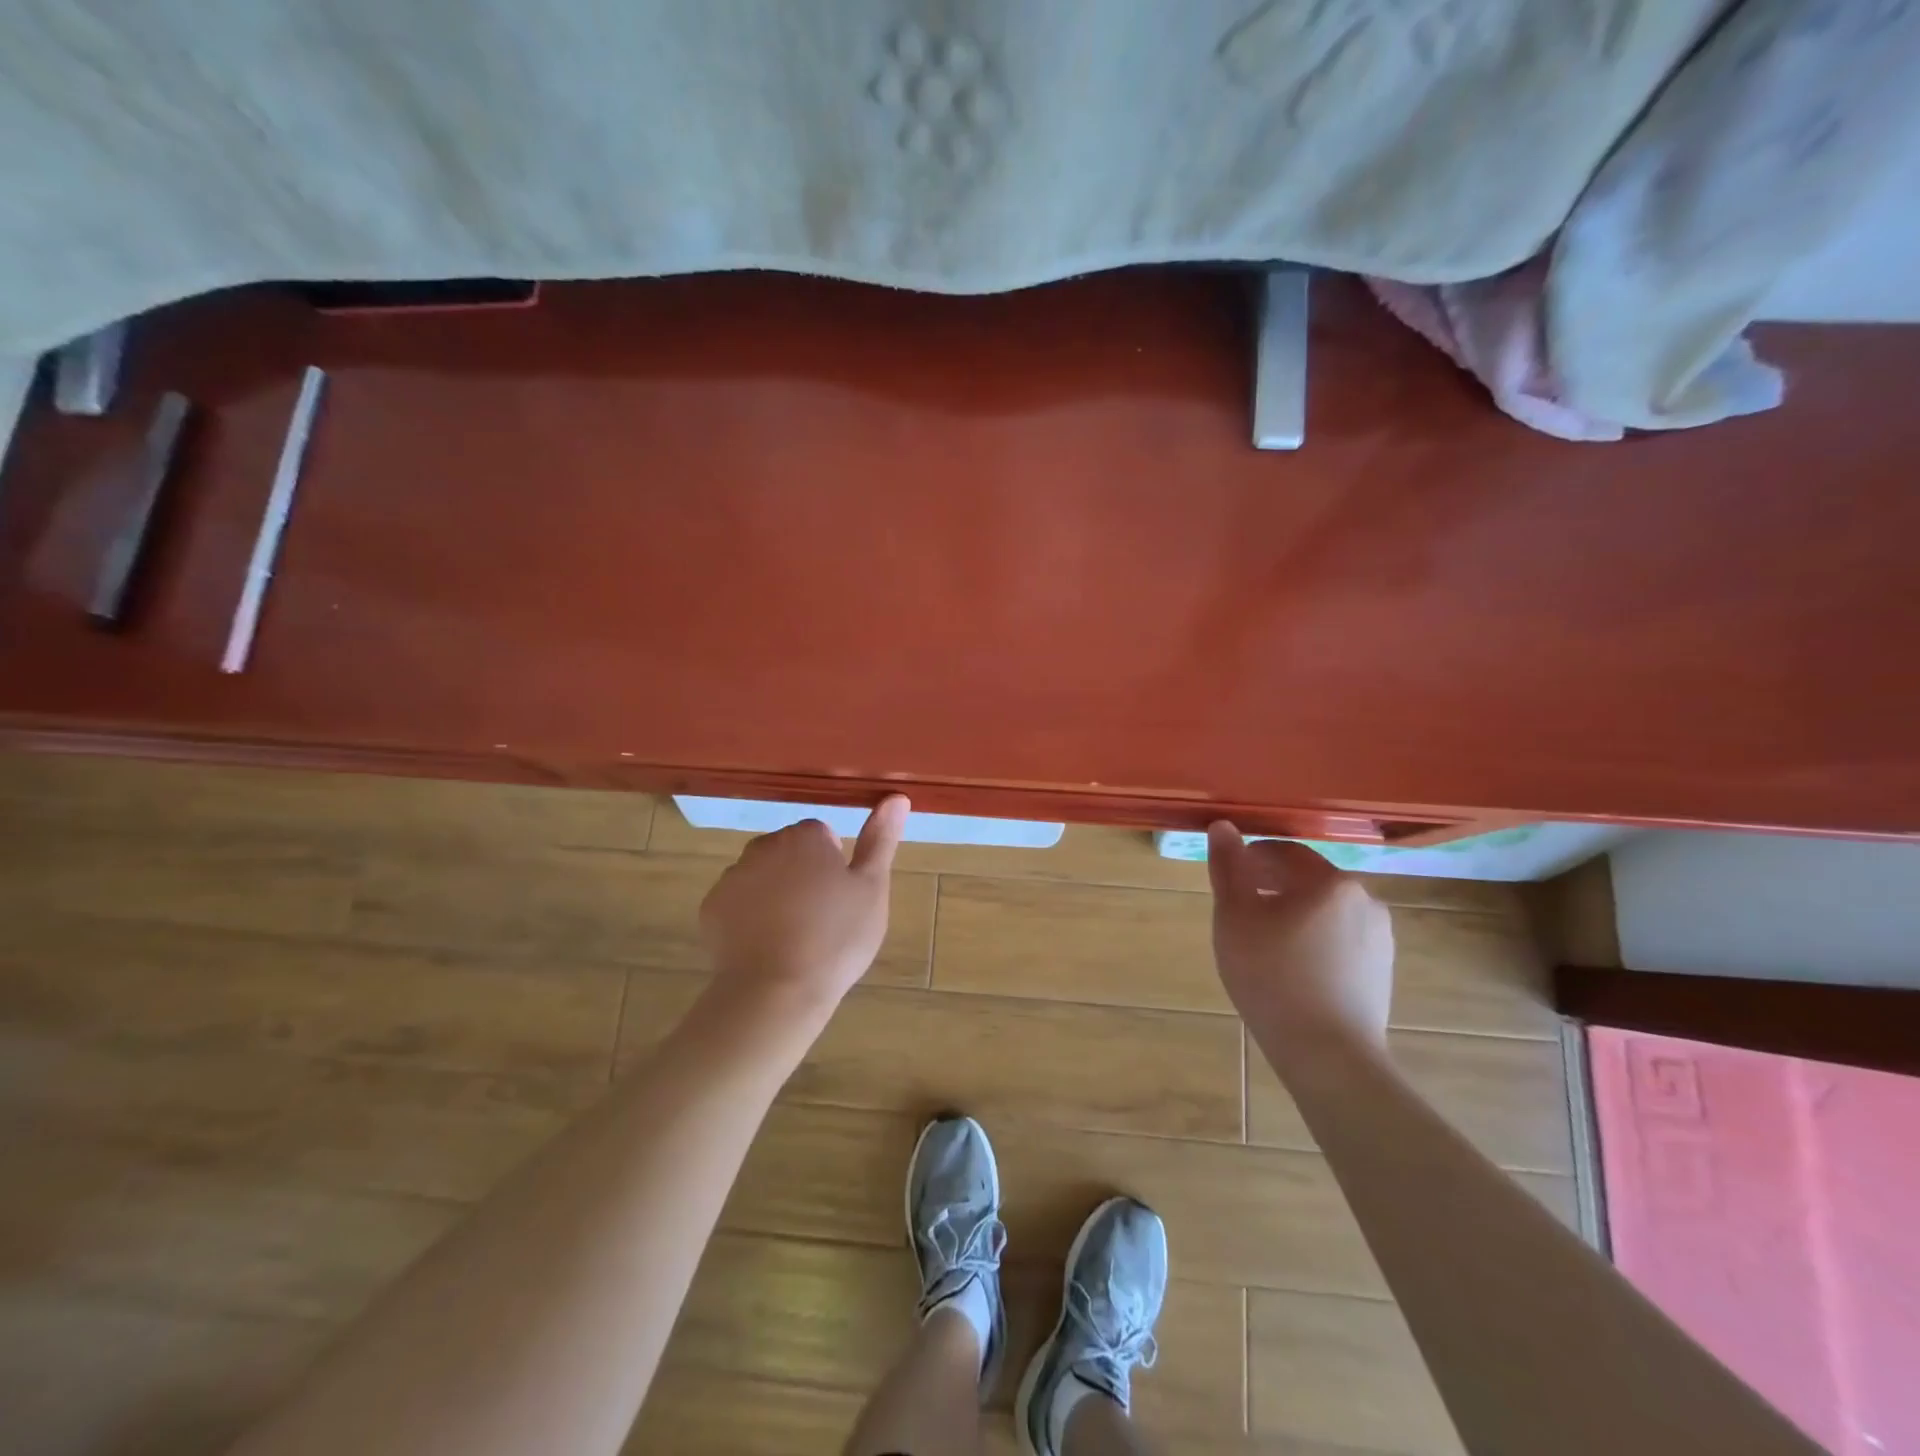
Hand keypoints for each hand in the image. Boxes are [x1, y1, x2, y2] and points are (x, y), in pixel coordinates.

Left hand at [699, 795, 908, 1017]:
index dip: (834, 865)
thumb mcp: (872, 888)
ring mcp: (732, 877)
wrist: (776, 992)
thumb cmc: (835, 938)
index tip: (842, 897)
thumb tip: (897, 797)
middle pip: (789, 852)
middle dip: (802, 874)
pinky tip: (766, 946)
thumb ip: (881, 840)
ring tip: (794, 936)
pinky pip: (737, 903)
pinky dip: (749, 917)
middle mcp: (763, 846)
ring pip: (762, 876)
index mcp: (804, 837)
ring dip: (775, 894)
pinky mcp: (711, 908)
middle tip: (822, 917)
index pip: (822, 835)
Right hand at [1206, 822, 1394, 1072]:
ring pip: (1325, 912)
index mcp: (1330, 881)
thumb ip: (1228, 867)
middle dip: (1271, 886)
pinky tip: (1292, 969)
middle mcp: (1365, 900)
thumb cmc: (1272, 976)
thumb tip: (1223, 826)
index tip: (1228, 878)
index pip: (1284, 852)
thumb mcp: (1235, 917)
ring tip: (1263, 943)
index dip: (1251, 858)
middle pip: (1308, 880)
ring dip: (1294, 914)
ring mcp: (1380, 937)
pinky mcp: (1382, 971)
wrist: (1328, 1055)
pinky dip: (1314, 941)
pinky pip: (1341, 940)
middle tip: (1239, 912)